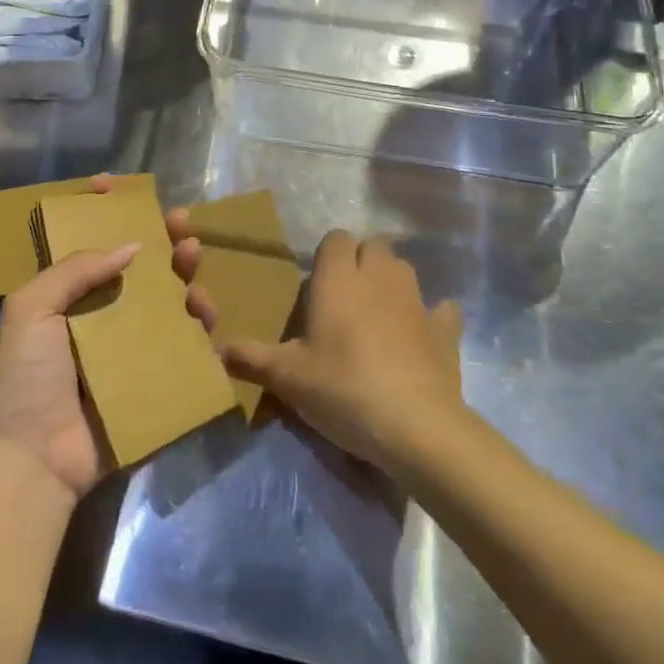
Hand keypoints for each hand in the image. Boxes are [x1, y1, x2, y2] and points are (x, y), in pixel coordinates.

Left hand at [0, 175, 205, 499]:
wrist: (35, 458)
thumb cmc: (26, 376)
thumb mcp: (32, 308)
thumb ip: (76, 269)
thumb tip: (132, 246)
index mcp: (68, 294)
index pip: (87, 241)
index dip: (99, 210)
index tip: (116, 183)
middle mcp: (101, 313)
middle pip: (139, 266)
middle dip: (162, 239)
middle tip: (183, 223)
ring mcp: (129, 347)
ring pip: (167, 300)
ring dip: (185, 278)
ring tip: (195, 265)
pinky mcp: (152, 377)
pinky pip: (183, 346)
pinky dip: (199, 327)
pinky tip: (208, 316)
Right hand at [218, 231, 462, 471]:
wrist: (414, 424)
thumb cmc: (342, 388)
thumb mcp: (288, 378)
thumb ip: (252, 358)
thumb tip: (219, 350)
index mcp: (339, 278)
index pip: (335, 239)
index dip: (328, 255)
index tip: (318, 285)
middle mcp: (379, 276)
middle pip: (373, 246)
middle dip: (361, 261)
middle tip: (345, 298)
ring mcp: (417, 300)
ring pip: (404, 269)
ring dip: (392, 282)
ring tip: (378, 314)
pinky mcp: (444, 329)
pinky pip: (441, 309)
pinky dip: (432, 317)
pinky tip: (421, 336)